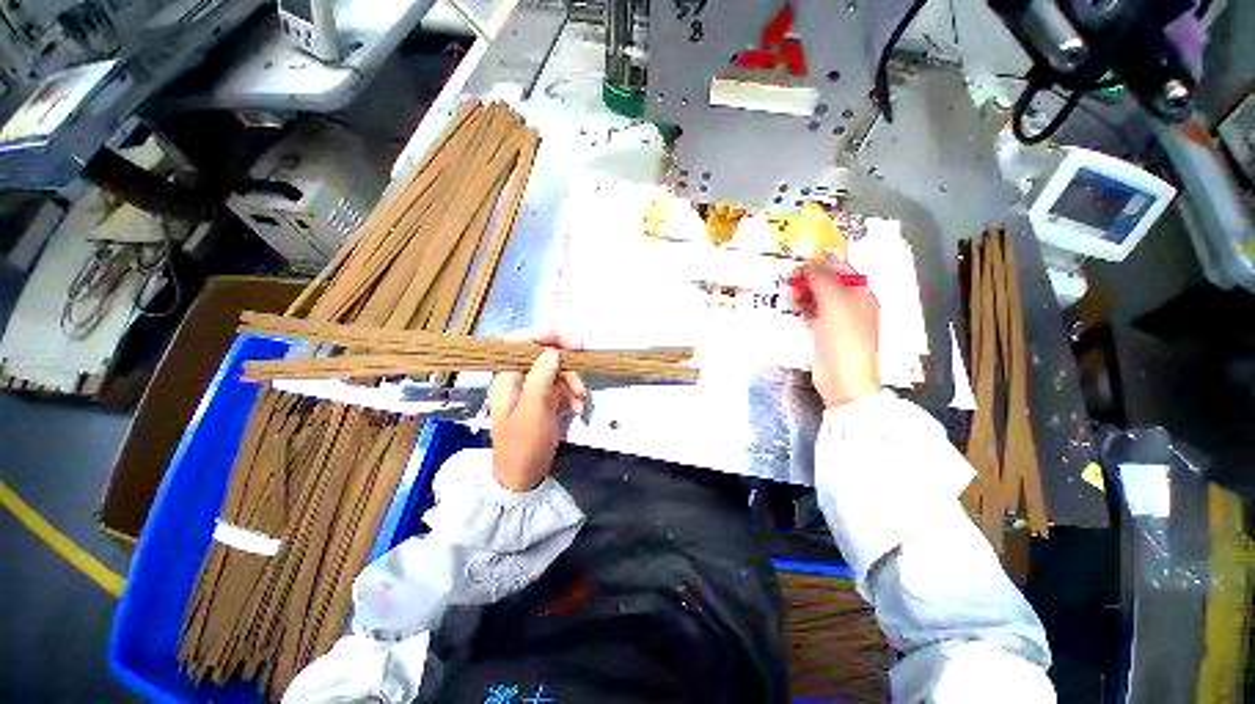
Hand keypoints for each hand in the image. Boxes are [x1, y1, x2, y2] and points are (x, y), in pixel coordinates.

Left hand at [488, 333, 587, 491]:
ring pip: (557, 371)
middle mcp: (518, 378)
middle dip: (565, 361)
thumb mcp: (533, 410)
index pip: (520, 343)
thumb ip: (541, 377)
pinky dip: (572, 394)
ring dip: (573, 381)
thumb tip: (552, 350)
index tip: (568, 340)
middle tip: (584, 359)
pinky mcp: (545, 400)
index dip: (543, 336)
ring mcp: (533, 389)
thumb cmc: (523, 445)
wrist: (523, 477)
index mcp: (506, 377)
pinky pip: (562, 387)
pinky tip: (577, 409)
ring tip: (581, 399)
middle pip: (543, 355)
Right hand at [788, 263, 880, 408]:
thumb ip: (822, 279)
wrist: (843, 378)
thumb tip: (809, 263)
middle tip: (790, 280)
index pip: (843, 270)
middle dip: (810, 279)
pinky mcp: (824, 334)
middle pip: (829, 284)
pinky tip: (792, 306)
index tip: (800, 264)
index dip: (822, 264)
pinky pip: (812, 314)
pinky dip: (802, 307)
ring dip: (804, 293)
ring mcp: (837, 320)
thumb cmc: (843, 337)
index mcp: (862, 295)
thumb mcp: (835, 303)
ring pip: (818, 299)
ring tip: (788, 295)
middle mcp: (851, 305)